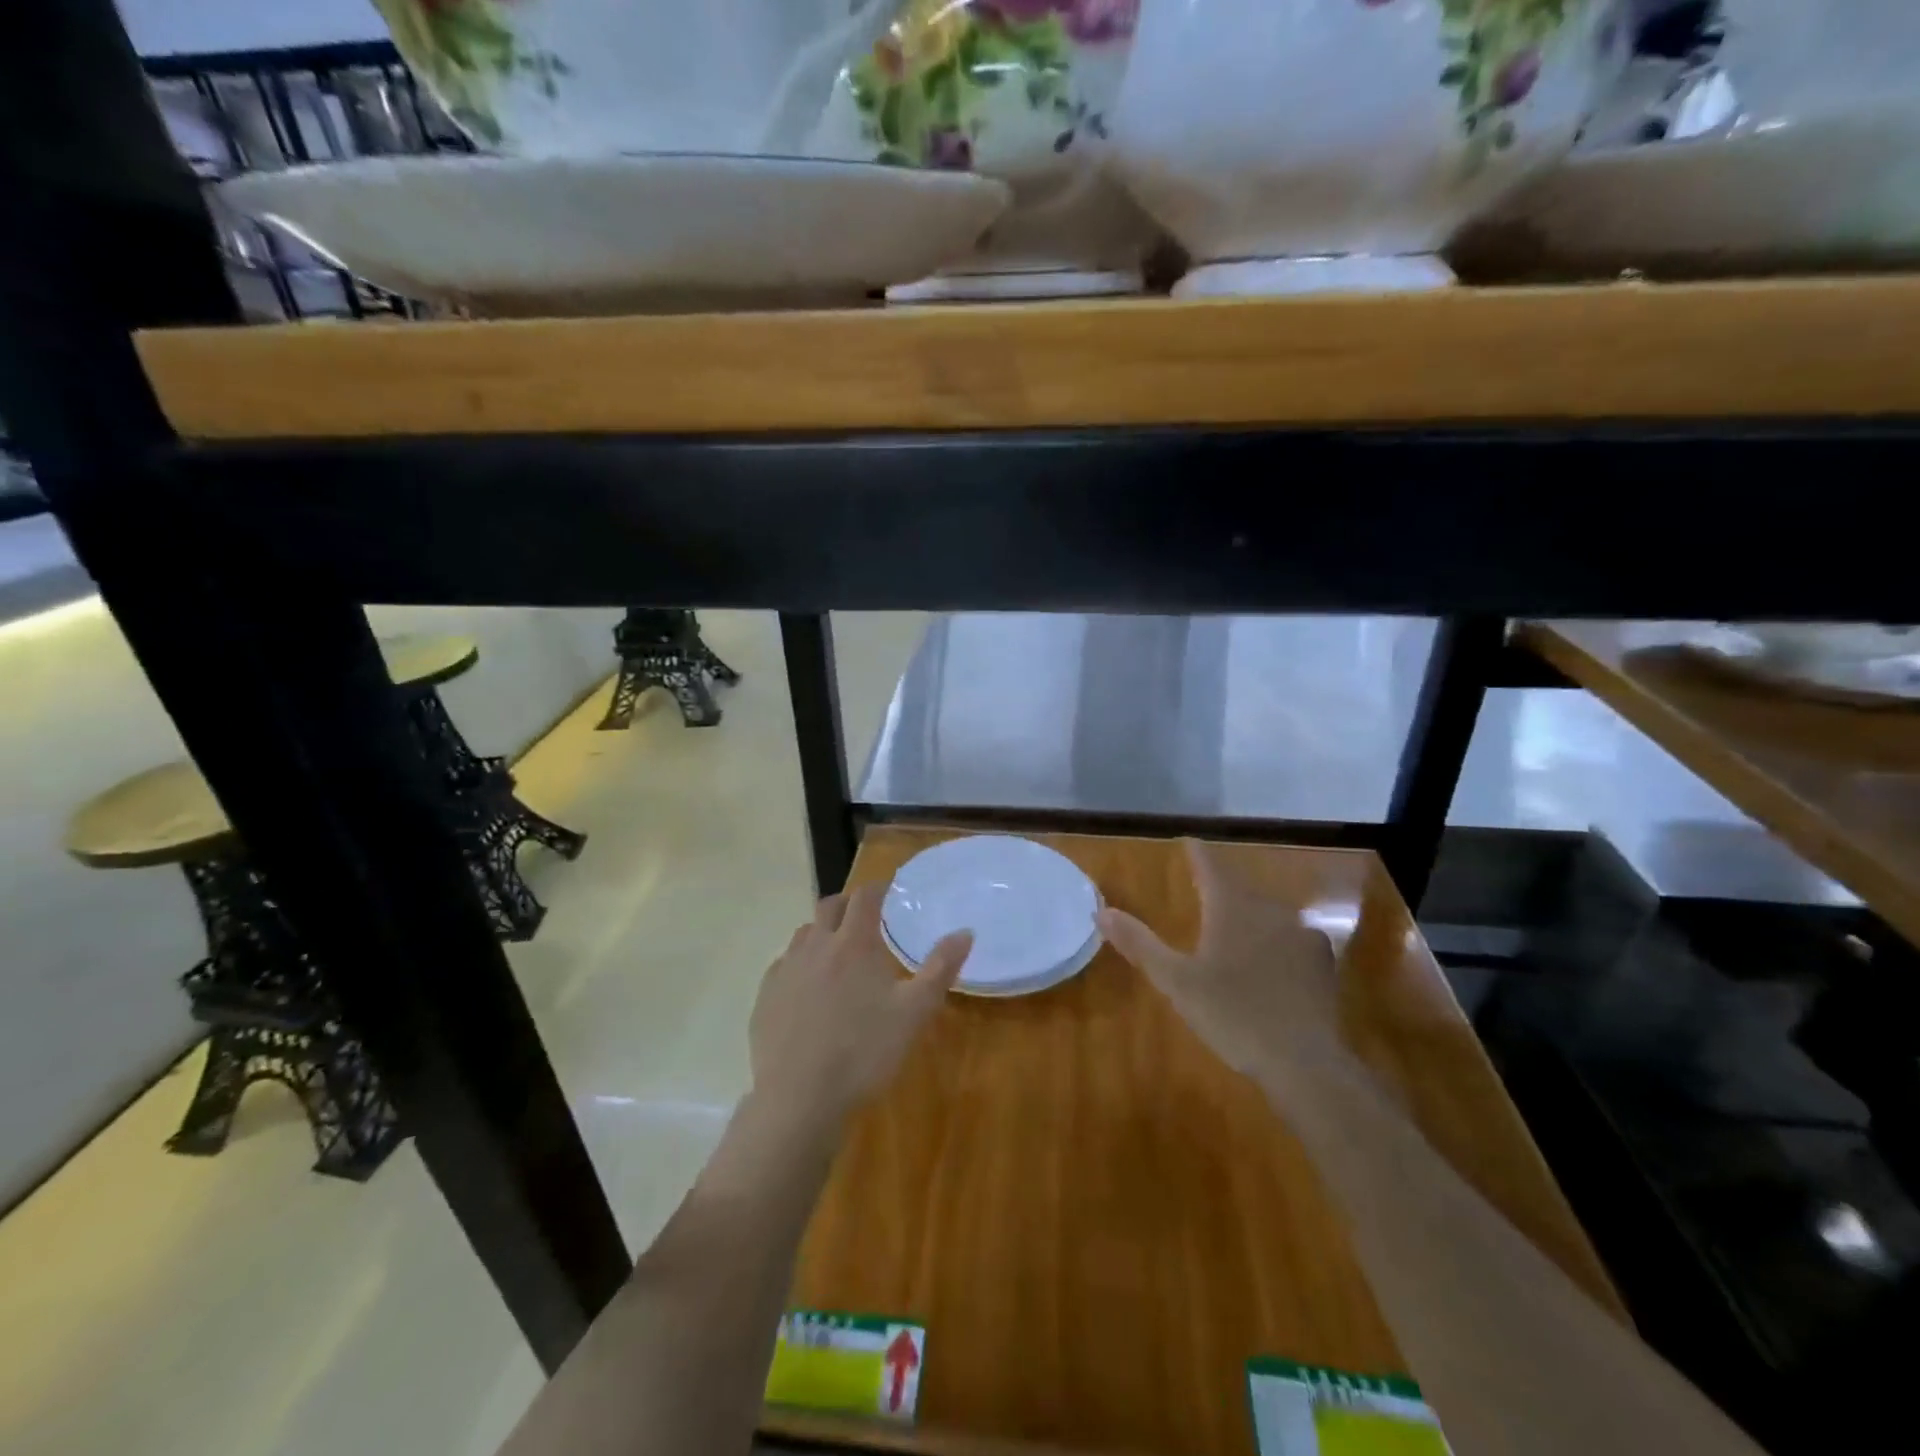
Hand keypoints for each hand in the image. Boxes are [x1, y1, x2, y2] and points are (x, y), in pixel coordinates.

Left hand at [748, 885, 973, 1127]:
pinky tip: (808, 989)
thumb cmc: (864, 1051)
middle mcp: (816, 946)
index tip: (890, 890)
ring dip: (823, 932)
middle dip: (849, 904)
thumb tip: (965, 931)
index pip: (865, 897)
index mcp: (853, 943)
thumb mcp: (914, 1013)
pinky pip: (783, 965)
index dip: (878, 888)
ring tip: (838, 952)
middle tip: (866, 917)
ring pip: (804, 934)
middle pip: (830, 906)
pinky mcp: (765, 996)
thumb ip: (940, 969)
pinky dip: (800, 964)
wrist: (799, 1098)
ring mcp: (786, 970)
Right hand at [1096, 838, 1340, 1083]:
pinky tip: (1273, 960)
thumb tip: (1101, 910)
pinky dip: (1276, 941)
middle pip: (1241, 889)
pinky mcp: (1322, 964)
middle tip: (1205, 889)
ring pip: (1268, 913)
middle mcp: (1269, 911)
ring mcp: (1301, 936)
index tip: (1189, 841)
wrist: (1305, 1062)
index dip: (1198, 854)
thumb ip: (1140, 944)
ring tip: (1236, 926)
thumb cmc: (1233, 1015)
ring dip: (1250, 915)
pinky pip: (1292, 939)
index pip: (1211, 867)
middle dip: (1222, 888)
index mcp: (1232, 908)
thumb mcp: (1176, 981)